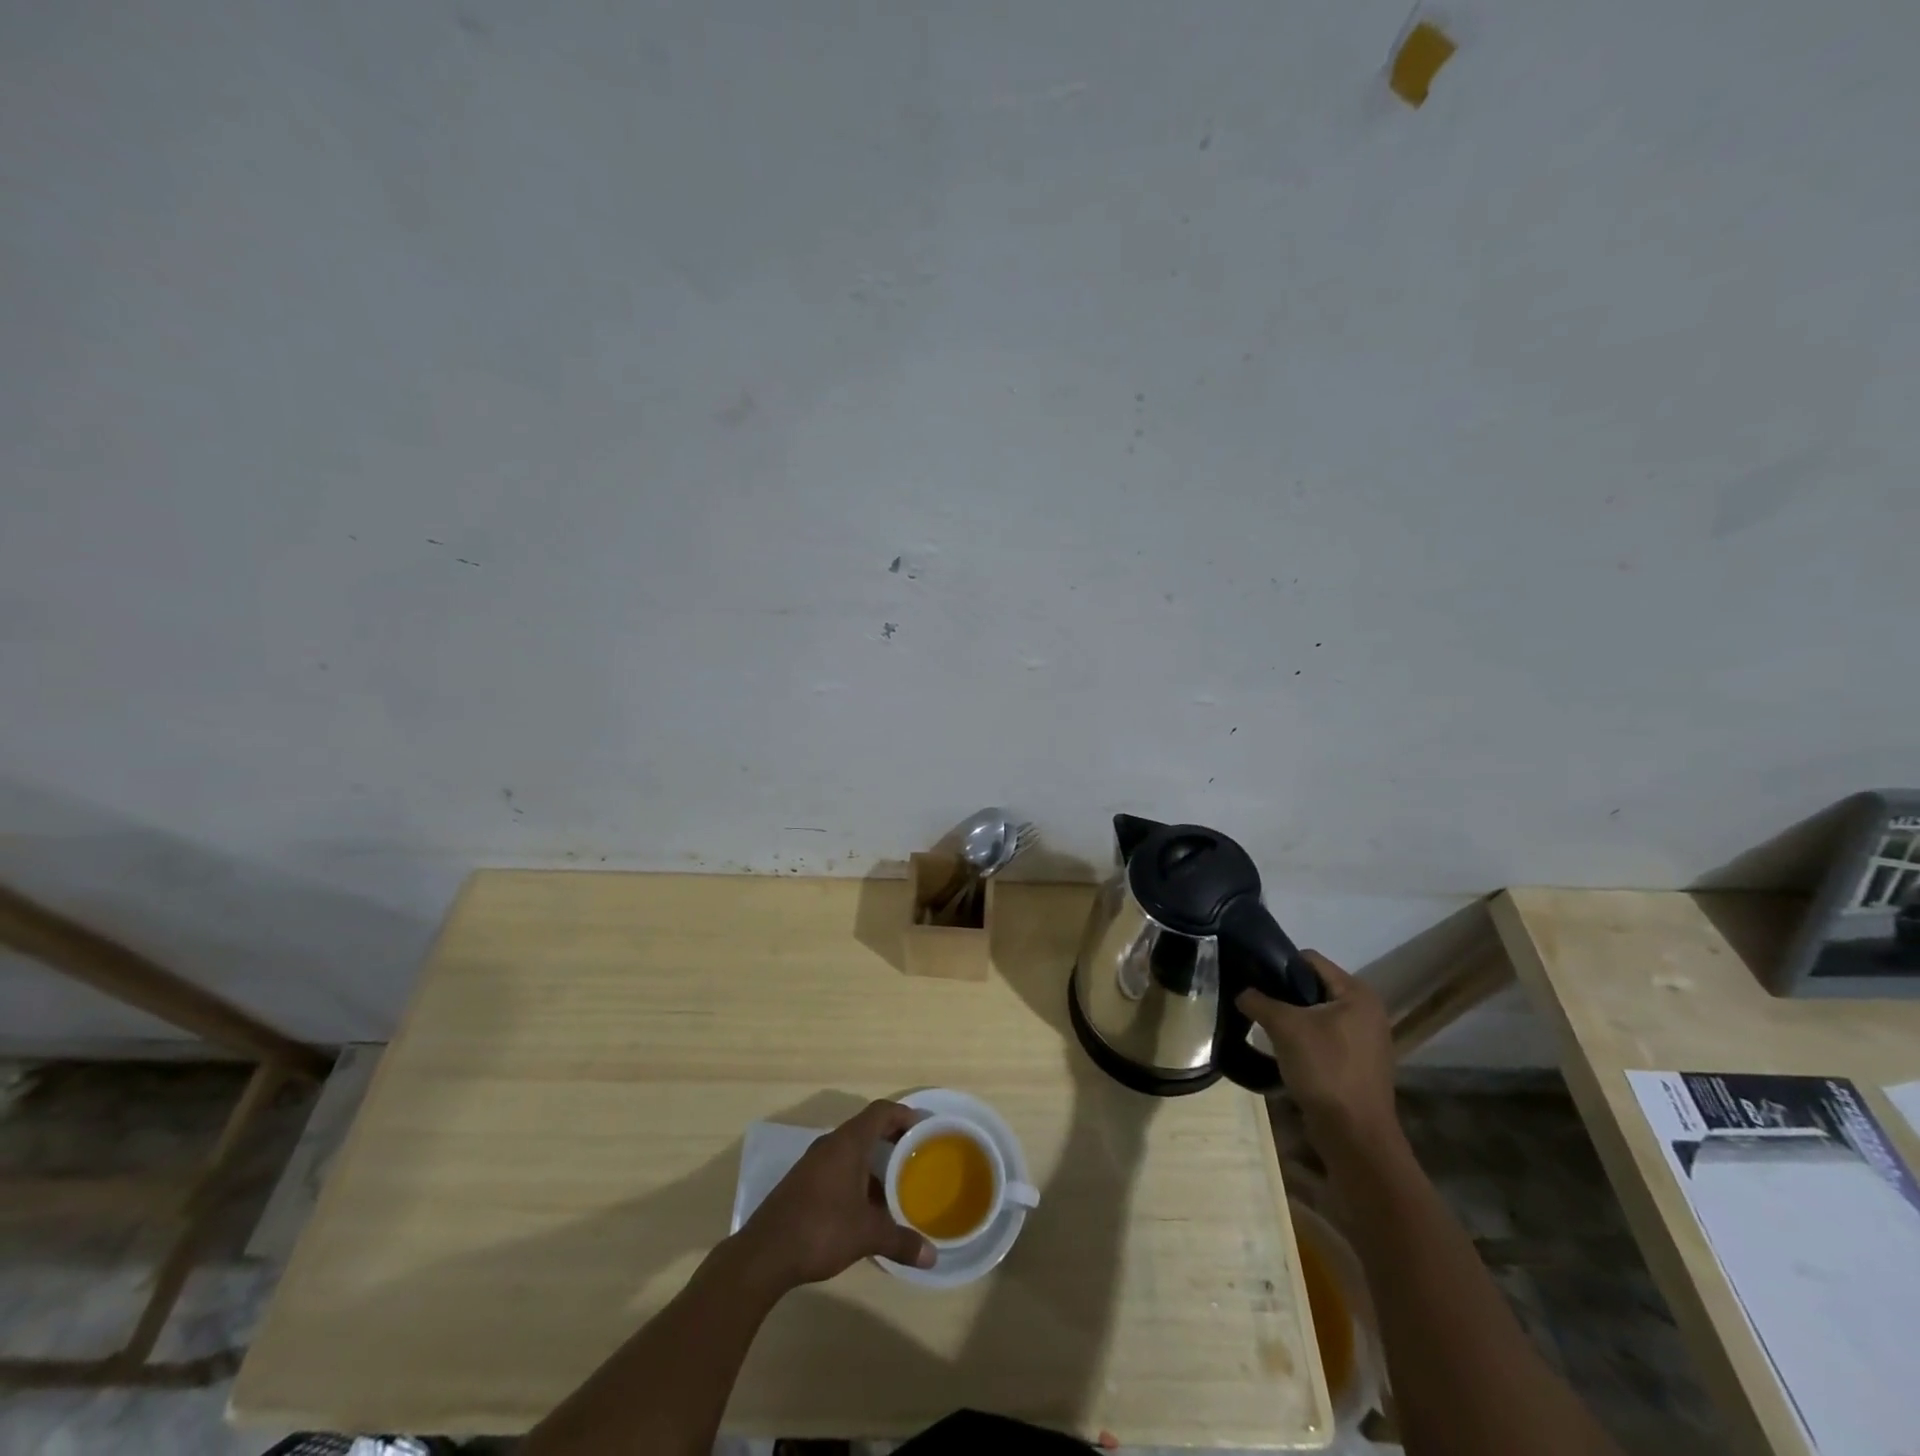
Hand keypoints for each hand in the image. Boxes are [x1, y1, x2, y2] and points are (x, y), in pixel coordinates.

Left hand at [735, 1100, 934, 1289]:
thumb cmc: (821, 1229)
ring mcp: (813, 1163)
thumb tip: (932, 1257)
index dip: (904, 1114)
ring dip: (873, 1161)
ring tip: (895, 1184)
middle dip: (892, 1138)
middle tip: (915, 1156)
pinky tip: (865, 1206)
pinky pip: (837, 1166)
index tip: (923, 1128)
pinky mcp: (802, 1182)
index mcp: (848, 1143)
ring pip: (851, 1149)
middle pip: (867, 1128)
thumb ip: (901, 1241)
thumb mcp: (866, 1235)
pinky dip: (856, 1176)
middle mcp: (830, 1144)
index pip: (881, 1111)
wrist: (764, 1254)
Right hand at [1237, 950, 1399, 1151]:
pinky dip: (1303, 1038)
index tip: (1252, 978)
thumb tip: (1241, 992)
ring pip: (1316, 1013)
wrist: (1355, 1135)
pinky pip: (1324, 1037)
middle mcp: (1366, 1010)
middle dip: (1283, 993)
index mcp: (1356, 993)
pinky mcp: (1357, 1063)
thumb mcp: (1285, 1028)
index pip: (1309, 960)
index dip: (1278, 964)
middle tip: (1255, 1002)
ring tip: (1264, 1026)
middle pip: (1313, 986)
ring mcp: (1364, 1039)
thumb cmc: (1325, 1069)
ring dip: (1291, 1018)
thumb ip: (1259, 1001)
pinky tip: (1283, 1049)